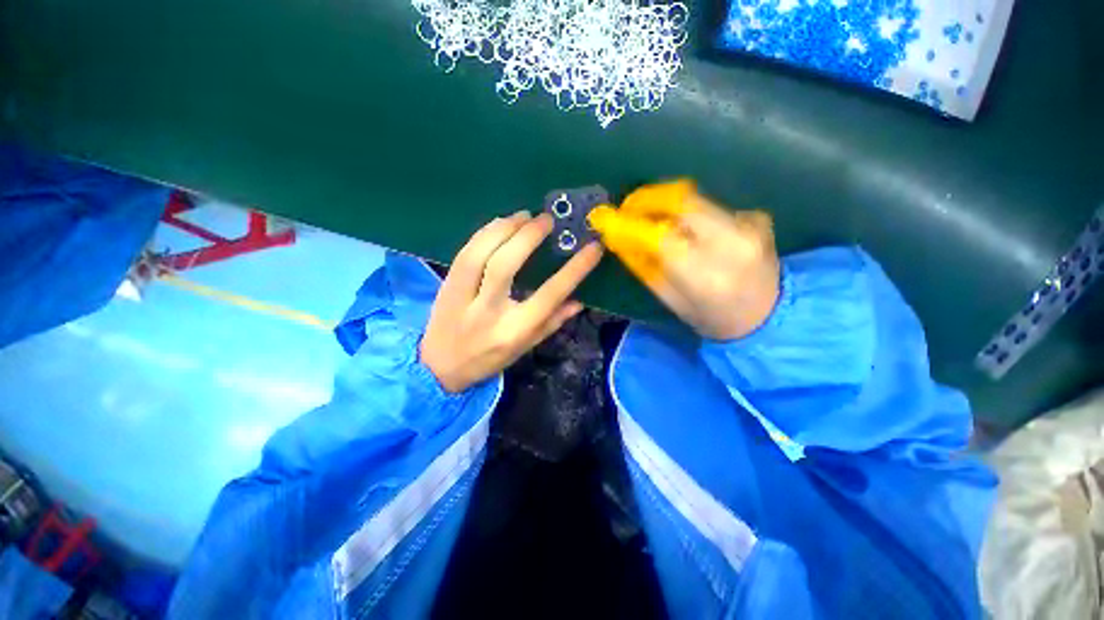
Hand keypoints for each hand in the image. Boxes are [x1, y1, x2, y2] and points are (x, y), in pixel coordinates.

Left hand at [421, 211, 603, 392]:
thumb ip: (552, 322)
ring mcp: (462, 297)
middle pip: (505, 266)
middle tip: (546, 219)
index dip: (574, 270)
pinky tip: (500, 223)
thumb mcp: (525, 347)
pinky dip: (484, 233)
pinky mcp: (446, 285)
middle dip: (528, 236)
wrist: (439, 367)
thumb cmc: (489, 359)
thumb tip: (578, 300)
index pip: (549, 295)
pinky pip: (464, 252)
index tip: (592, 247)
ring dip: (504, 228)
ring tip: (524, 216)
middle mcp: (488, 312)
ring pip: (479, 254)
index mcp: (514, 330)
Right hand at [588, 180, 778, 339]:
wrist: (769, 319)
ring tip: (646, 217)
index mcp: (706, 275)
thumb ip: (643, 266)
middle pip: (680, 200)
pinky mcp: (755, 217)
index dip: (628, 224)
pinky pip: (709, 206)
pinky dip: (687, 213)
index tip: (604, 218)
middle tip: (626, 208)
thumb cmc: (712, 318)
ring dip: (664, 204)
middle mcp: (731, 243)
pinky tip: (683, 228)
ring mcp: (749, 225)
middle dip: (646, 199)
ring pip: (694, 199)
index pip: (658, 236)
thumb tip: (617, 238)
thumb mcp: (670, 299)